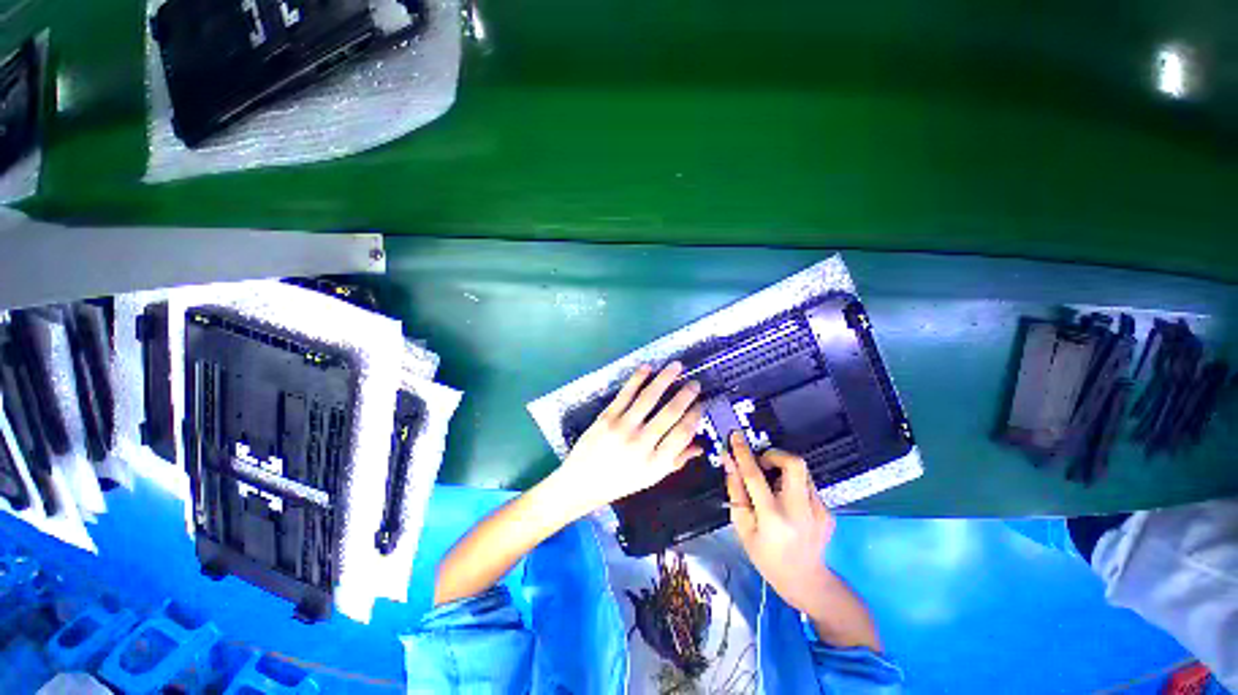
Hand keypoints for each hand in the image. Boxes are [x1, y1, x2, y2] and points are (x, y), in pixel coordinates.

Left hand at [554, 363, 703, 514]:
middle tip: (695, 383)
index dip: (695, 416)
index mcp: (655, 462)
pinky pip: (626, 394)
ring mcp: (622, 428)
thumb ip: (676, 461)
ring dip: (665, 378)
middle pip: (670, 413)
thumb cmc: (620, 481)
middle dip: (686, 395)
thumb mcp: (651, 478)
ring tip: (677, 366)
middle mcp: (641, 444)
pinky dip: (638, 379)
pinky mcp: (606, 417)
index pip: (682, 433)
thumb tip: (700, 446)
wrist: (582, 482)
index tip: (701, 404)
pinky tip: (648, 368)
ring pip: (649, 398)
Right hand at [724, 432, 835, 615]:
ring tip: (773, 488)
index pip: (755, 476)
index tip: (736, 436)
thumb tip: (729, 461)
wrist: (806, 581)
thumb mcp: (742, 528)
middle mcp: (800, 511)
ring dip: (783, 471)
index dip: (743, 453)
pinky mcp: (828, 511)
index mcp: (773, 518)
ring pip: (801, 472)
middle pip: (794, 463)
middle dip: (775, 455)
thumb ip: (736, 491)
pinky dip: (792, 485)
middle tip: (762, 463)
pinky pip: (807, 485)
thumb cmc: (766, 557)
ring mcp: (819, 510)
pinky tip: (787, 504)